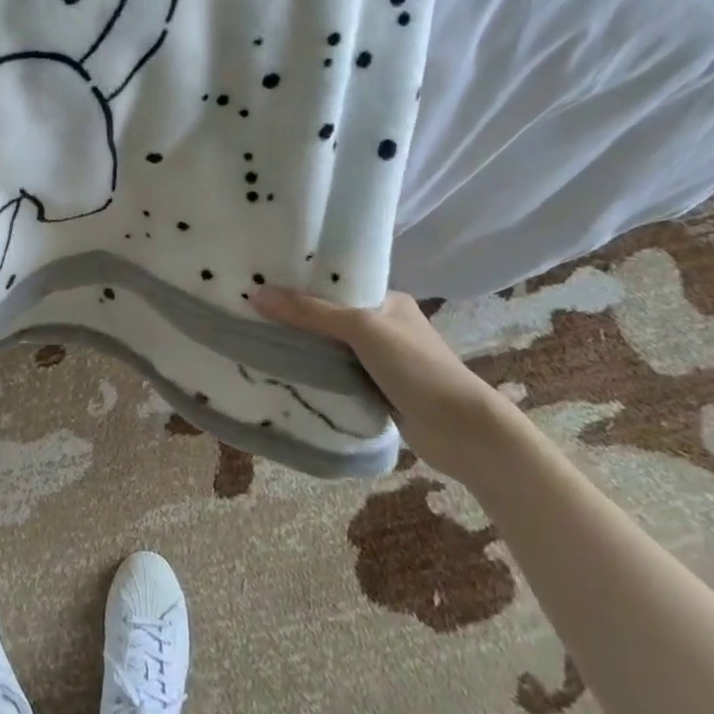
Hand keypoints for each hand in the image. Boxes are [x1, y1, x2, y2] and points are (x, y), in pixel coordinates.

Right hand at [251, 286, 522, 479]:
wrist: (463, 431)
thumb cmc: (417, 367)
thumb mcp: (362, 329)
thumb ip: (311, 312)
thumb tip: (256, 294)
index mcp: (386, 301)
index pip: (336, 284)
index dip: (301, 282)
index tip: (261, 281)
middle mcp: (383, 326)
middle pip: (329, 317)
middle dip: (296, 317)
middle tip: (250, 313)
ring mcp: (380, 361)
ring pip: (330, 349)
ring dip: (304, 349)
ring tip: (258, 340)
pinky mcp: (376, 391)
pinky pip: (336, 376)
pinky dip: (316, 376)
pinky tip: (285, 374)